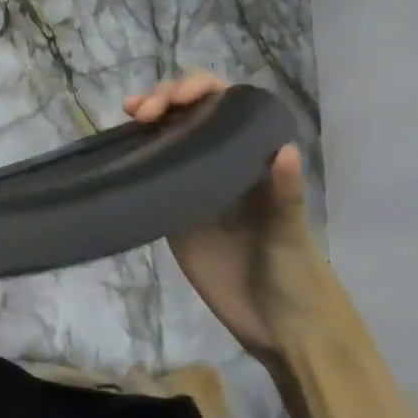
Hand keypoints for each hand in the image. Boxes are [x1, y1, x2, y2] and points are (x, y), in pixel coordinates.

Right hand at [125, 71, 340, 367]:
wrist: (277, 328)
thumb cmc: (296, 277)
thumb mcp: (290, 235)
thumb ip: (284, 195)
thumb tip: (284, 149)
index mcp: (254, 158)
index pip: (227, 106)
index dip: (203, 90)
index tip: (180, 98)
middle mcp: (223, 162)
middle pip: (193, 113)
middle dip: (169, 98)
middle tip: (145, 111)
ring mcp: (195, 185)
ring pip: (169, 136)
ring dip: (150, 116)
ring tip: (131, 112)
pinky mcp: (173, 210)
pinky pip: (153, 172)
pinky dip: (137, 153)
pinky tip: (122, 145)